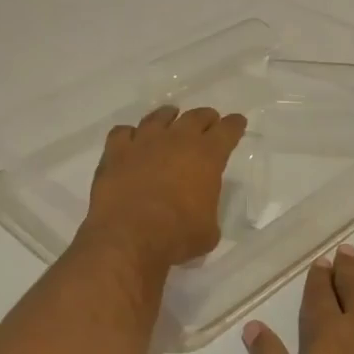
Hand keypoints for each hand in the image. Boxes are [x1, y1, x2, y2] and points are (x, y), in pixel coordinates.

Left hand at [81, 105, 247, 271]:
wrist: (128, 237)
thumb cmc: (177, 236)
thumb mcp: (208, 231)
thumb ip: (207, 211)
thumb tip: (200, 211)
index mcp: (207, 157)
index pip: (227, 131)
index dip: (234, 125)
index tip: (237, 122)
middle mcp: (177, 140)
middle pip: (195, 117)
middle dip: (205, 118)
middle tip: (208, 121)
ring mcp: (144, 142)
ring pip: (159, 117)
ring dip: (168, 116)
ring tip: (170, 118)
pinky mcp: (115, 151)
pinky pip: (123, 132)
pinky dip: (129, 135)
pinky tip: (131, 141)